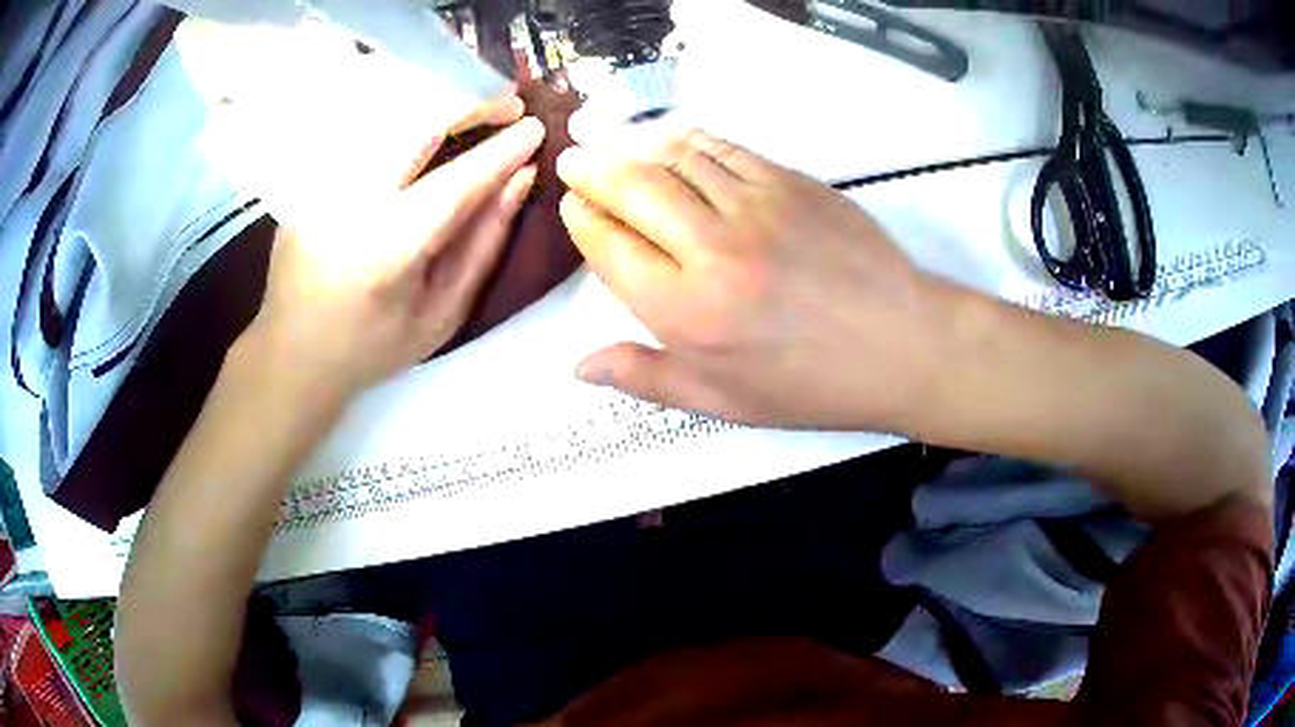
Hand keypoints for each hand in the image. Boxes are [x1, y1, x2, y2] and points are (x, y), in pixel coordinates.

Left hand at [243, 97, 545, 401]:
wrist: (292, 352)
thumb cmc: (373, 345)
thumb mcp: (442, 313)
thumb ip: (484, 243)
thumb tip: (520, 178)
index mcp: (387, 250)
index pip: (455, 181)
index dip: (501, 151)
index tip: (536, 128)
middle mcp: (349, 203)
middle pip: (416, 125)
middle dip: (471, 104)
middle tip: (508, 105)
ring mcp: (319, 184)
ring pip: (388, 116)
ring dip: (439, 104)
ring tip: (473, 111)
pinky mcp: (306, 176)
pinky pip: (362, 129)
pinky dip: (402, 118)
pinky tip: (425, 127)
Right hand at [557, 128, 956, 430]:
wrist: (900, 345)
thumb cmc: (810, 384)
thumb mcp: (722, 401)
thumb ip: (646, 378)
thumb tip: (580, 366)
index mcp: (687, 312)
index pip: (610, 247)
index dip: (583, 220)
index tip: (573, 207)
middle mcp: (711, 249)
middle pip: (633, 190)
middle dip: (592, 171)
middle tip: (573, 160)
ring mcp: (754, 206)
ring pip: (675, 159)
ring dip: (635, 149)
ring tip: (611, 146)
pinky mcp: (790, 182)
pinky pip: (724, 150)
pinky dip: (689, 141)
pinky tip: (674, 143)